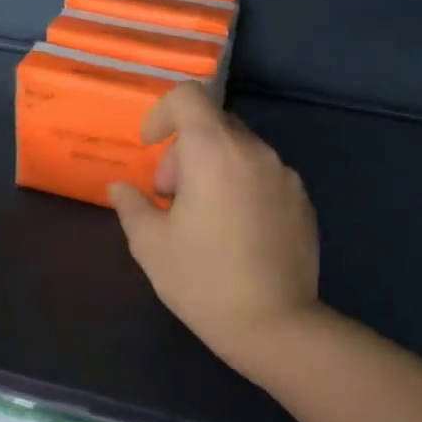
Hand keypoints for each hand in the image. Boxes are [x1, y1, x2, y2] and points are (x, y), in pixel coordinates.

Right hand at [107, 84, 321, 373]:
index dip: (161, 113)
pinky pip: (263, 175)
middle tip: (170, 198)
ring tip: (203, 218)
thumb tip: (119, 188)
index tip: (150, 147)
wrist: (274, 325)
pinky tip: (236, 233)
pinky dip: (241, 186)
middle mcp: (254, 151)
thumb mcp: (150, 244)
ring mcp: (284, 175)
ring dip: (213, 168)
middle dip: (183, 151)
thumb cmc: (202, 281)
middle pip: (212, 125)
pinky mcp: (302, 200)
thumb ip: (131, 205)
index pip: (188, 97)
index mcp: (213, 152)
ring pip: (239, 151)